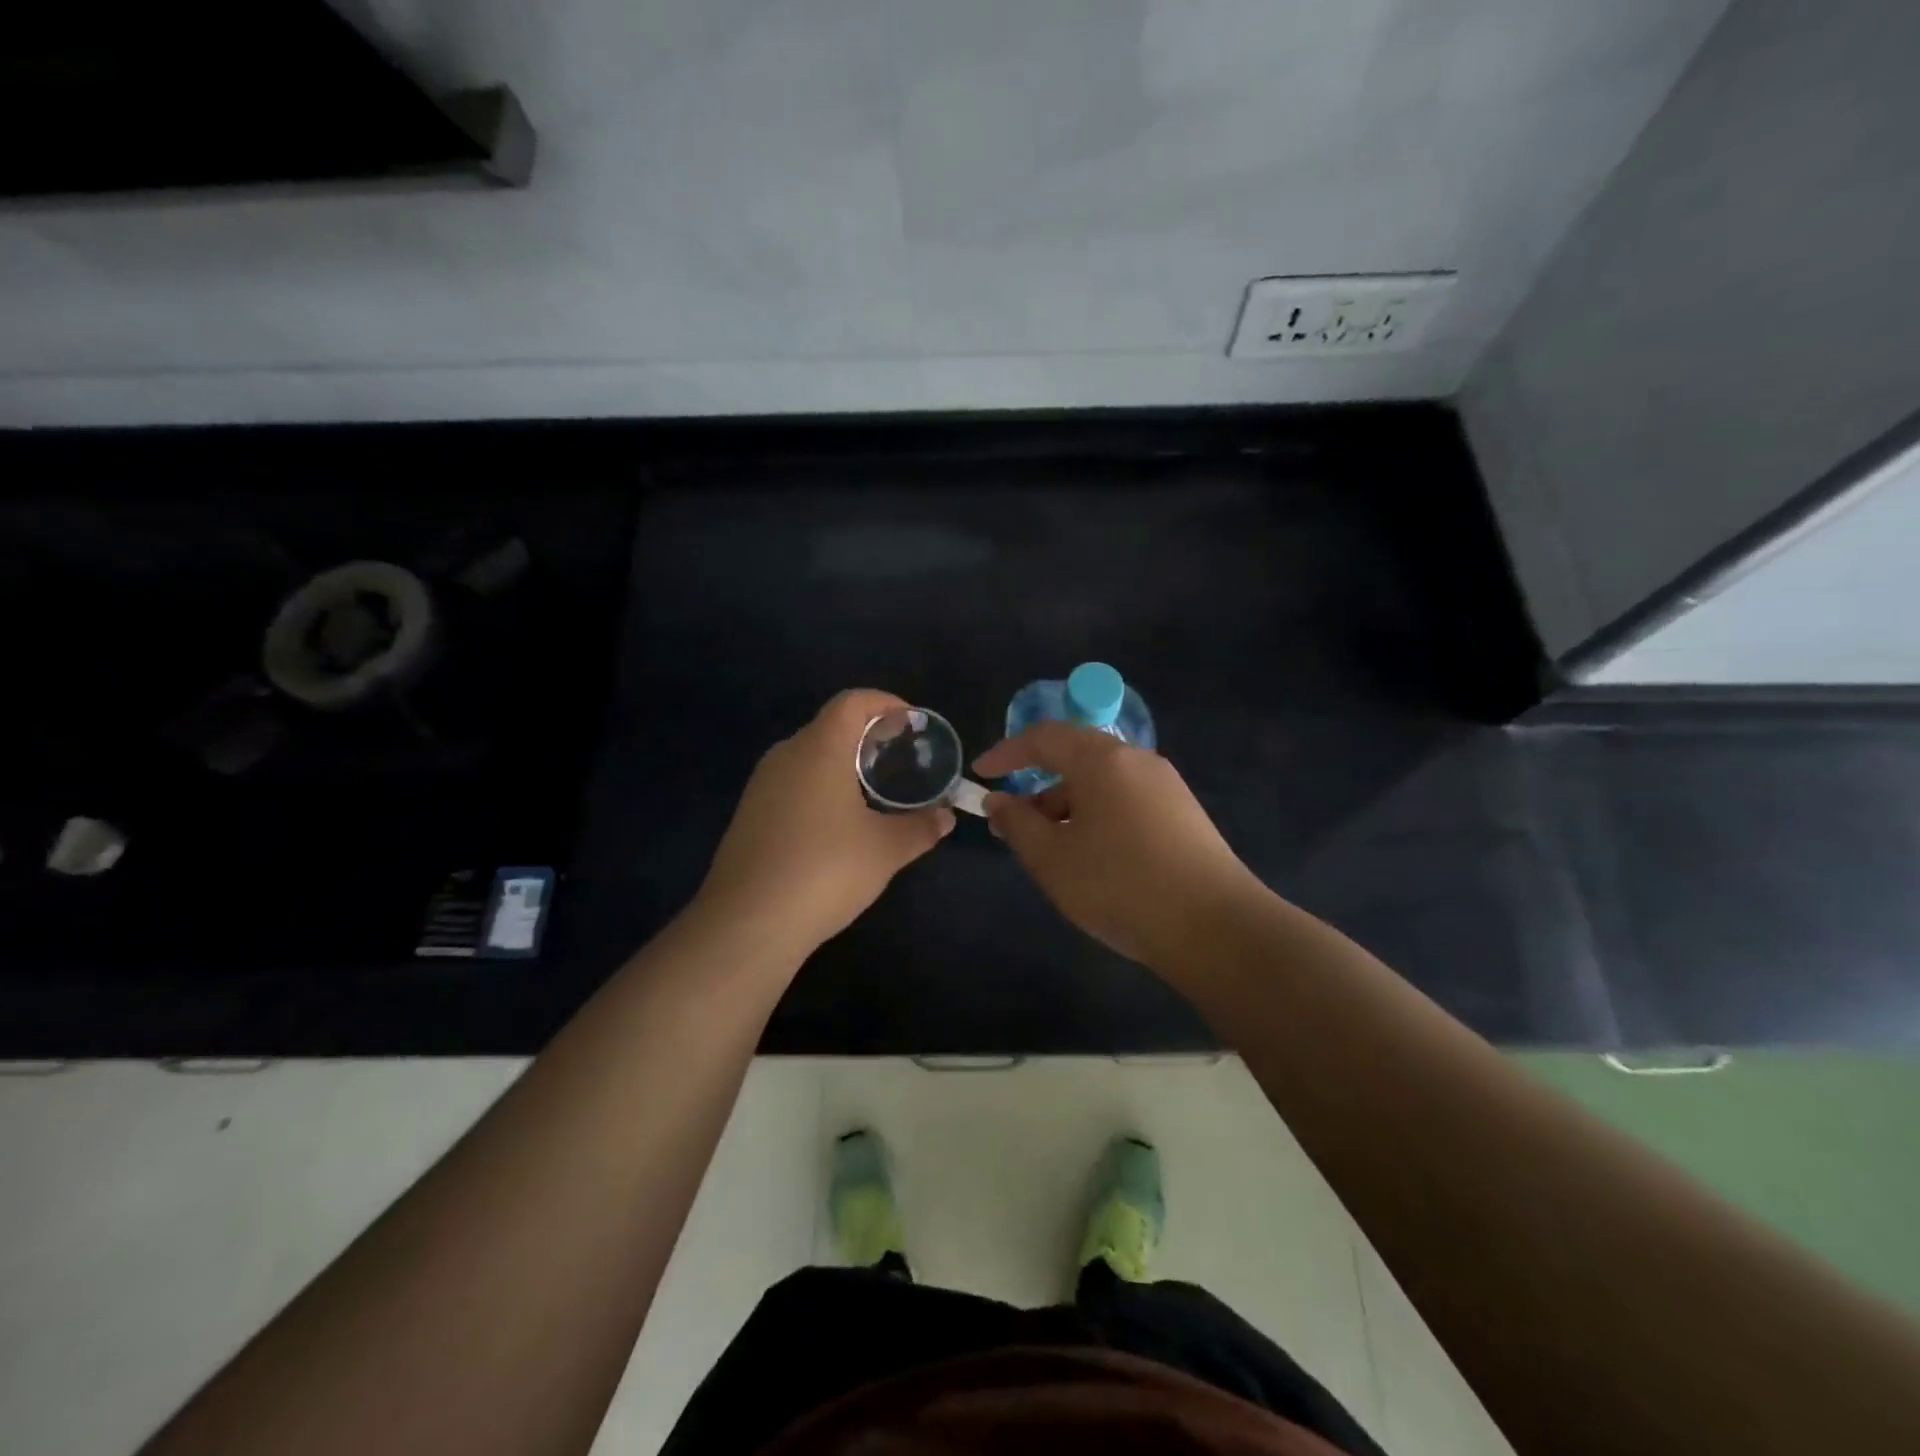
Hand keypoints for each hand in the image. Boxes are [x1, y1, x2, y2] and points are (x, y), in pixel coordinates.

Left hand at [697, 689, 955, 953]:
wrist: (748, 922)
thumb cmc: (825, 870)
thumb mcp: (886, 849)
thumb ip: (921, 827)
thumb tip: (946, 817)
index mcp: (820, 749)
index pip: (853, 702)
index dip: (885, 703)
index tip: (911, 723)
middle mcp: (786, 755)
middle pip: (830, 726)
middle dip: (867, 735)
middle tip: (899, 758)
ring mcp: (761, 785)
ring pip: (809, 756)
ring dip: (842, 763)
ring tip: (874, 790)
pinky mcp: (749, 814)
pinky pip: (792, 782)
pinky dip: (820, 786)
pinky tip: (837, 822)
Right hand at [974, 723, 1264, 971]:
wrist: (1215, 928)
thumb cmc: (1119, 885)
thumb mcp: (1052, 858)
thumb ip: (1017, 823)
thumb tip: (998, 800)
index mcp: (1103, 760)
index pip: (1044, 737)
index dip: (1006, 752)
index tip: (980, 774)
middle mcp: (1137, 761)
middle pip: (1075, 758)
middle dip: (1037, 787)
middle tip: (1011, 824)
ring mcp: (1166, 787)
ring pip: (1102, 784)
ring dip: (1066, 807)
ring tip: (1048, 851)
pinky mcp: (1183, 815)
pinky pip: (1125, 802)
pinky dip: (1096, 818)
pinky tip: (1091, 859)